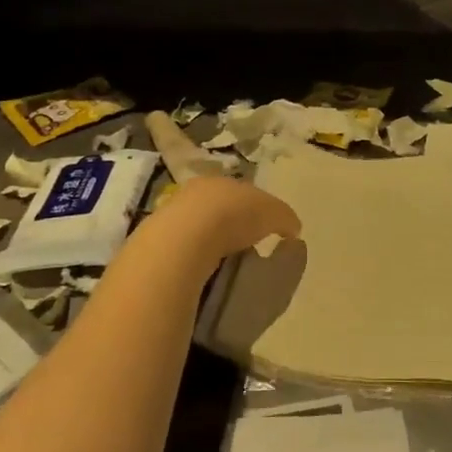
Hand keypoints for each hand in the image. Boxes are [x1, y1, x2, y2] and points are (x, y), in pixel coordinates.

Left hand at [161, 176, 301, 265]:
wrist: (184, 239)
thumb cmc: (234, 216)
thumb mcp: (274, 213)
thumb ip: (285, 218)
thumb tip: (293, 230)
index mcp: (222, 180)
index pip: (241, 191)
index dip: (254, 208)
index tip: (263, 228)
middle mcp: (195, 191)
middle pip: (217, 207)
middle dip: (230, 224)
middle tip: (245, 246)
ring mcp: (172, 215)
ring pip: (197, 227)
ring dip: (210, 242)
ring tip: (225, 264)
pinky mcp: (158, 241)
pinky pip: (183, 249)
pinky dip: (194, 258)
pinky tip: (203, 272)